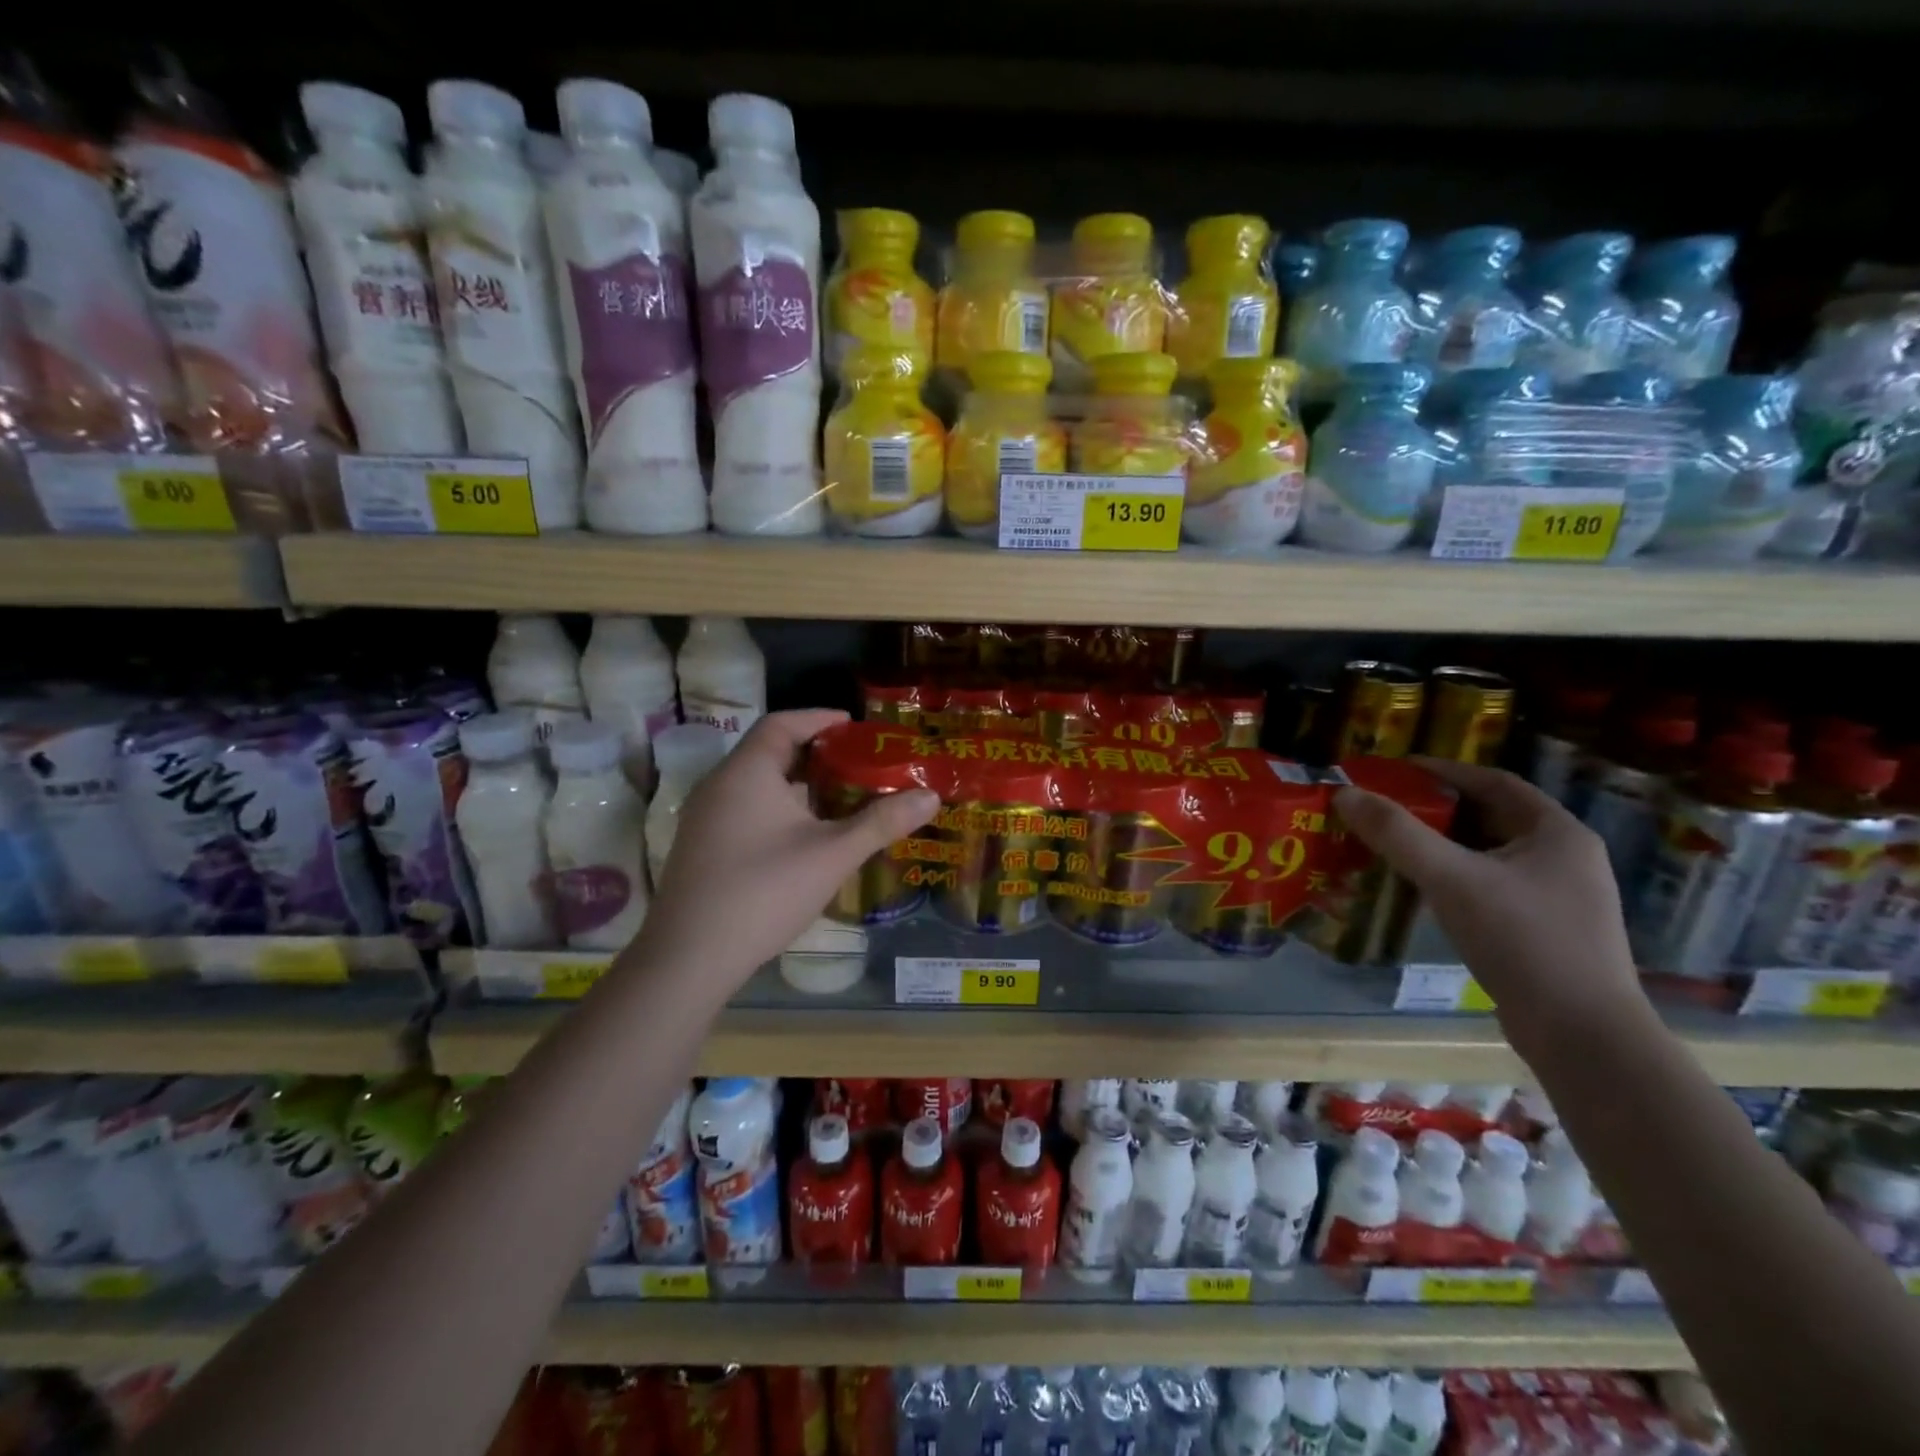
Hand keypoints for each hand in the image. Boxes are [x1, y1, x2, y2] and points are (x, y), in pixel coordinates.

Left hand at [634, 710, 938, 994]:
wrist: (690, 957)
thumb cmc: (764, 891)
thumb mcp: (832, 854)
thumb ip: (882, 822)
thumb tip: (932, 797)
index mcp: (747, 772)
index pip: (782, 723)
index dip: (819, 718)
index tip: (855, 726)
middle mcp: (720, 785)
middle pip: (769, 752)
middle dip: (815, 754)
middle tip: (857, 763)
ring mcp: (705, 818)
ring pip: (757, 785)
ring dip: (797, 785)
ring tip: (839, 798)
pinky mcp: (701, 848)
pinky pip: (745, 810)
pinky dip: (778, 809)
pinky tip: (804, 837)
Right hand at [1332, 758, 1650, 1050]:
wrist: (1583, 1036)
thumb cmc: (1523, 941)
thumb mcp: (1452, 879)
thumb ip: (1396, 834)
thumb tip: (1344, 793)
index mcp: (1557, 833)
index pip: (1494, 782)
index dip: (1443, 770)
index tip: (1394, 770)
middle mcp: (1565, 858)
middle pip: (1489, 817)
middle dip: (1434, 809)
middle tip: (1383, 808)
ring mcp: (1558, 898)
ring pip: (1487, 856)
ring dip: (1440, 846)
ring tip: (1390, 845)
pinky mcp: (1544, 931)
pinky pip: (1489, 888)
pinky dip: (1452, 879)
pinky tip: (1419, 890)